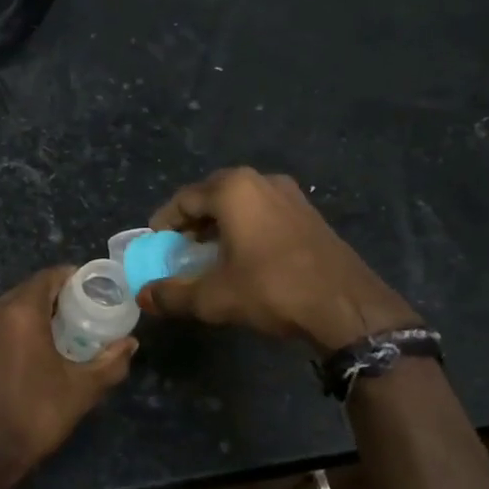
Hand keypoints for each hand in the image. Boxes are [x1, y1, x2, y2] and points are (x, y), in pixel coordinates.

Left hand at [0, 267, 136, 479]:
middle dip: (54, 297)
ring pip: (9, 308)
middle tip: (79, 314)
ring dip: (32, 313)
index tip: (91, 291)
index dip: (72, 278)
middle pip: (28, 290)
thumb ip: (112, 361)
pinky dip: (13, 329)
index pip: (48, 276)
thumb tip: (131, 343)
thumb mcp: (83, 388)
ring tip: (56, 333)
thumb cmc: (38, 414)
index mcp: (21, 312)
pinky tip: (28, 352)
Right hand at [137, 167, 417, 352]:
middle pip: (212, 195)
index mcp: (234, 190)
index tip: (154, 242)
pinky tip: (242, 256)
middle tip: (177, 247)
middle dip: (191, 221)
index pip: (185, 198)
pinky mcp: (308, 214)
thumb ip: (172, 294)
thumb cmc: (272, 290)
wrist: (346, 306)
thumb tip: (143, 296)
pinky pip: (263, 212)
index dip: (165, 221)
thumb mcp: (214, 297)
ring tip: (206, 253)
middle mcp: (261, 181)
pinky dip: (244, 228)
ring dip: (219, 224)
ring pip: (240, 203)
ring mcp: (290, 195)